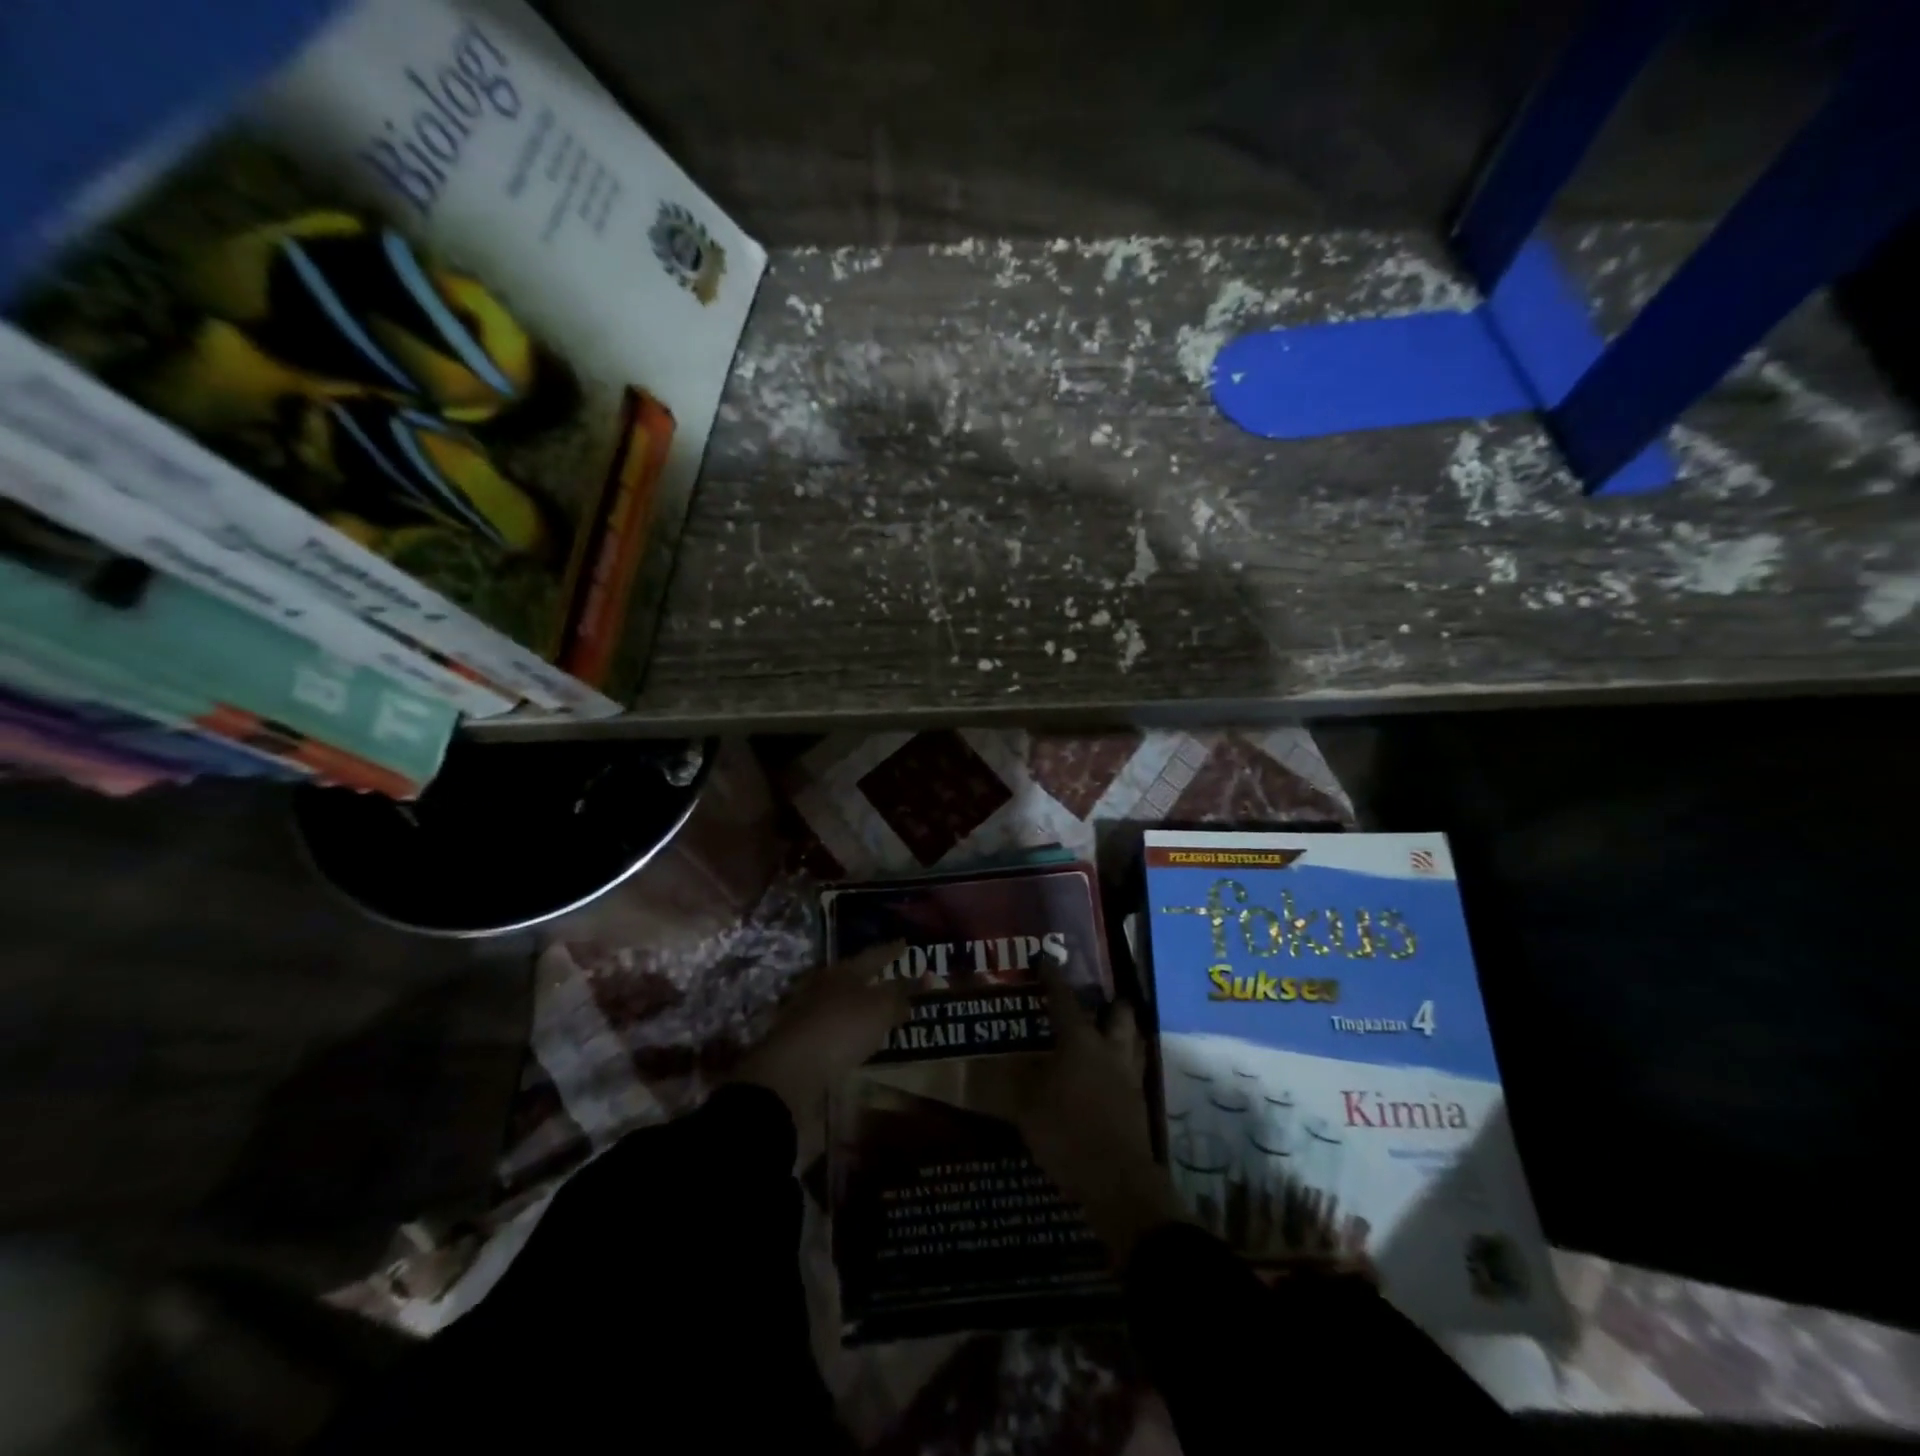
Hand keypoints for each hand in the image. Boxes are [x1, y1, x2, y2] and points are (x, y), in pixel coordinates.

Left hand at [731, 942, 908, 1163]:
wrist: (790, 1070)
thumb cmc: (841, 1028)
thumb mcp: (880, 1010)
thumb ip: (900, 996)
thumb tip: (918, 984)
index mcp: (843, 971)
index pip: (874, 955)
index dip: (892, 950)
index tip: (905, 942)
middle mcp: (824, 985)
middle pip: (854, 976)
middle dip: (873, 976)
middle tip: (892, 976)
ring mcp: (809, 1011)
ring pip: (841, 1000)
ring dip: (860, 1003)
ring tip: (879, 1009)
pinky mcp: (801, 1038)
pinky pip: (833, 1025)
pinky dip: (848, 1026)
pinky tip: (856, 1036)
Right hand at [987, 969, 1184, 1264]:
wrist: (1117, 1183)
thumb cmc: (1067, 1134)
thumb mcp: (1026, 1108)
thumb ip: (1007, 1084)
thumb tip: (981, 1066)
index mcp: (1081, 1042)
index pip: (1064, 1000)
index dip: (1053, 978)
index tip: (1046, 960)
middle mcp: (1109, 1050)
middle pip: (1118, 1013)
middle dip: (1107, 1002)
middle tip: (1091, 1000)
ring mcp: (1129, 1077)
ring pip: (1132, 1039)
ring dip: (1121, 1030)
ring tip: (1104, 1031)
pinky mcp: (1138, 1104)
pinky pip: (1133, 1070)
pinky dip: (1122, 1064)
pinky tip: (1108, 1075)